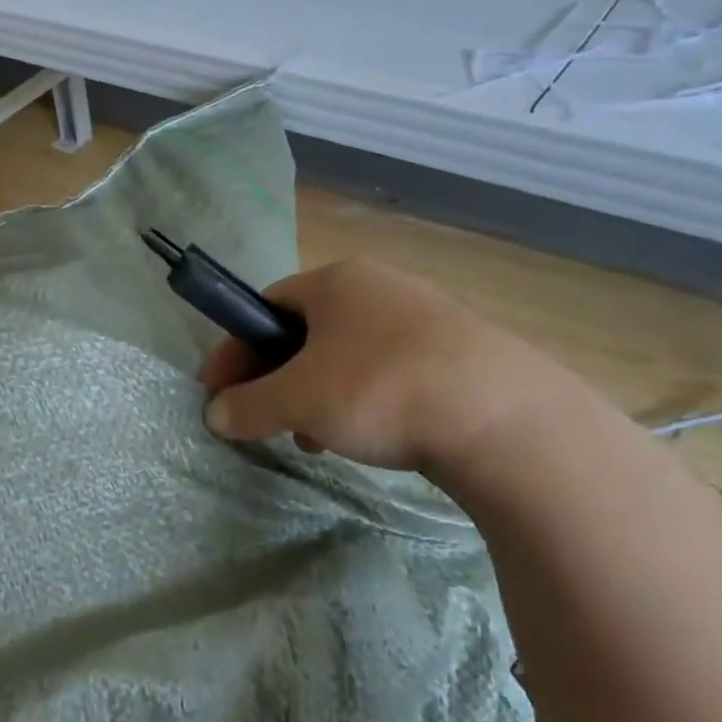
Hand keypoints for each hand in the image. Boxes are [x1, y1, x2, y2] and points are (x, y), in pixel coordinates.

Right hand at [196, 256, 570, 471]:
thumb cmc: (380, 390)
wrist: (506, 420)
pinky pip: (386, 373)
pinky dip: (360, 404)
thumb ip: (247, 406)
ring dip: (315, 398)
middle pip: (304, 334)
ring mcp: (425, 319)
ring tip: (315, 440)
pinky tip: (366, 440)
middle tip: (265, 421)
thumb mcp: (297, 401)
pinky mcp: (458, 355)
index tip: (215, 391)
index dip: (233, 350)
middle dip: (275, 381)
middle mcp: (379, 288)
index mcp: (336, 281)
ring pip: (345, 358)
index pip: (264, 307)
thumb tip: (215, 415)